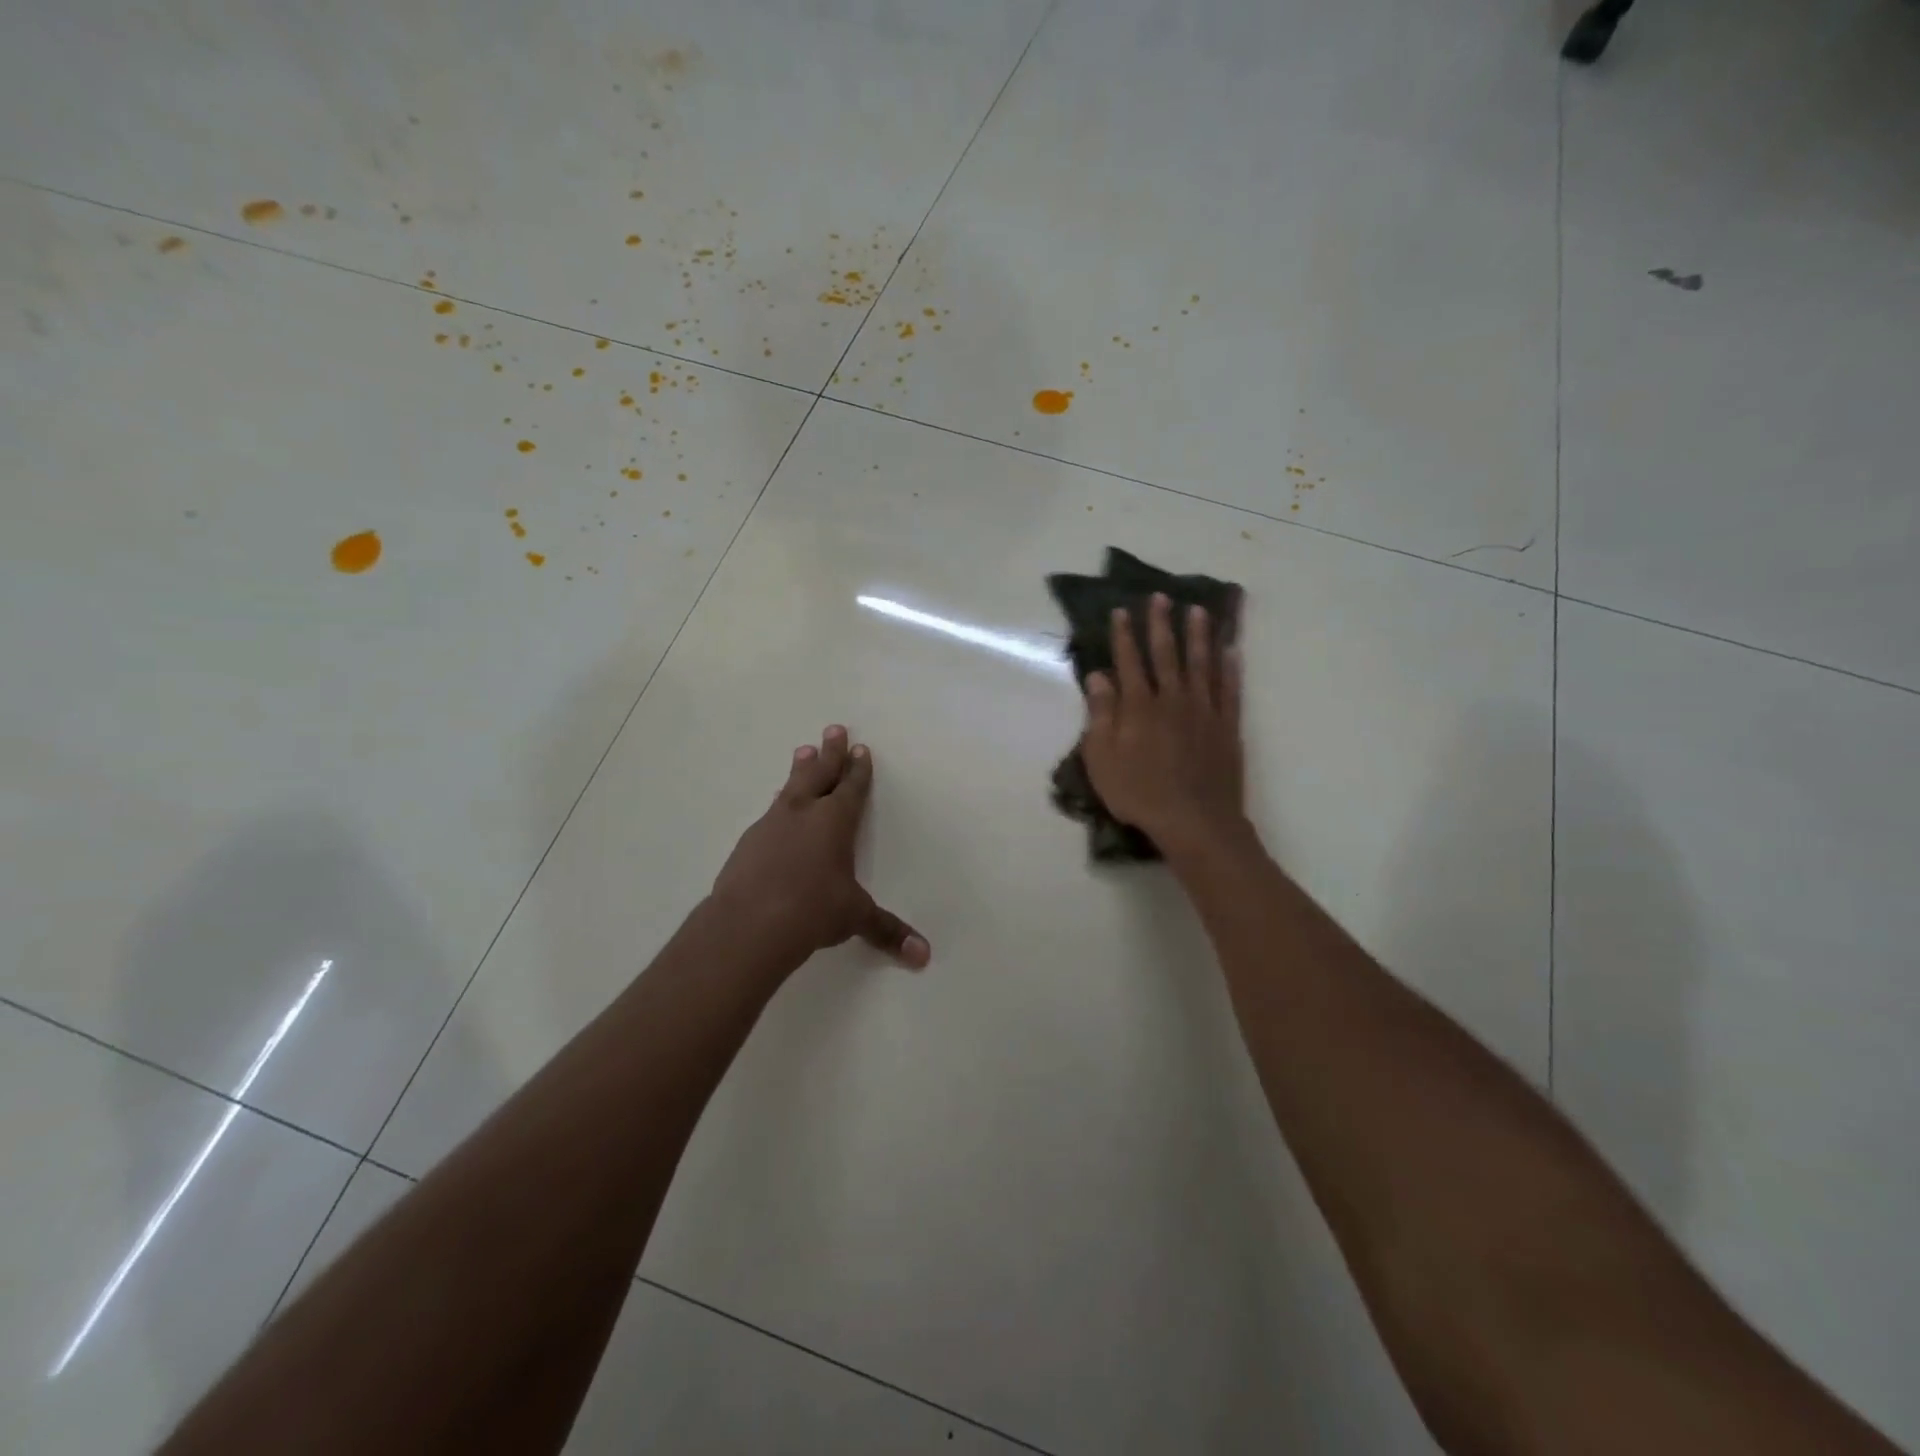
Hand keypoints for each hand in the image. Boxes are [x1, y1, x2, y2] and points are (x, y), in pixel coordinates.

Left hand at [710, 726, 930, 969]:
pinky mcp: (748, 843)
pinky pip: (770, 812)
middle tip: (833, 728)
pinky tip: (777, 806)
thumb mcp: (854, 918)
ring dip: (800, 769)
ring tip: (802, 751)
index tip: (860, 748)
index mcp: (835, 822)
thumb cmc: (813, 911)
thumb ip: (887, 931)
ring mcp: (772, 825)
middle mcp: (803, 814)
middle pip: (819, 774)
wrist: (748, 924)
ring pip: (790, 788)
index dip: (858, 769)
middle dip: (830, 753)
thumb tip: (924, 956)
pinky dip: (779, 803)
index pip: (851, 788)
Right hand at [1080, 594, 1247, 856]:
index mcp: (1139, 706)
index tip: (1122, 611)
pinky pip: (1230, 689)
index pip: (1129, 661)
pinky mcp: (1227, 726)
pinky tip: (1231, 651)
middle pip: (1166, 654)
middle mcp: (1172, 699)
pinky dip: (1230, 668)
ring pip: (1201, 663)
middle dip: (1161, 624)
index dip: (1124, 635)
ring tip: (1197, 610)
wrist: (1194, 820)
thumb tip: (1098, 676)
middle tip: (1161, 596)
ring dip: (1198, 635)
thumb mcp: (1102, 758)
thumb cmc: (1139, 794)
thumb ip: (1100, 714)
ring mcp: (1204, 710)